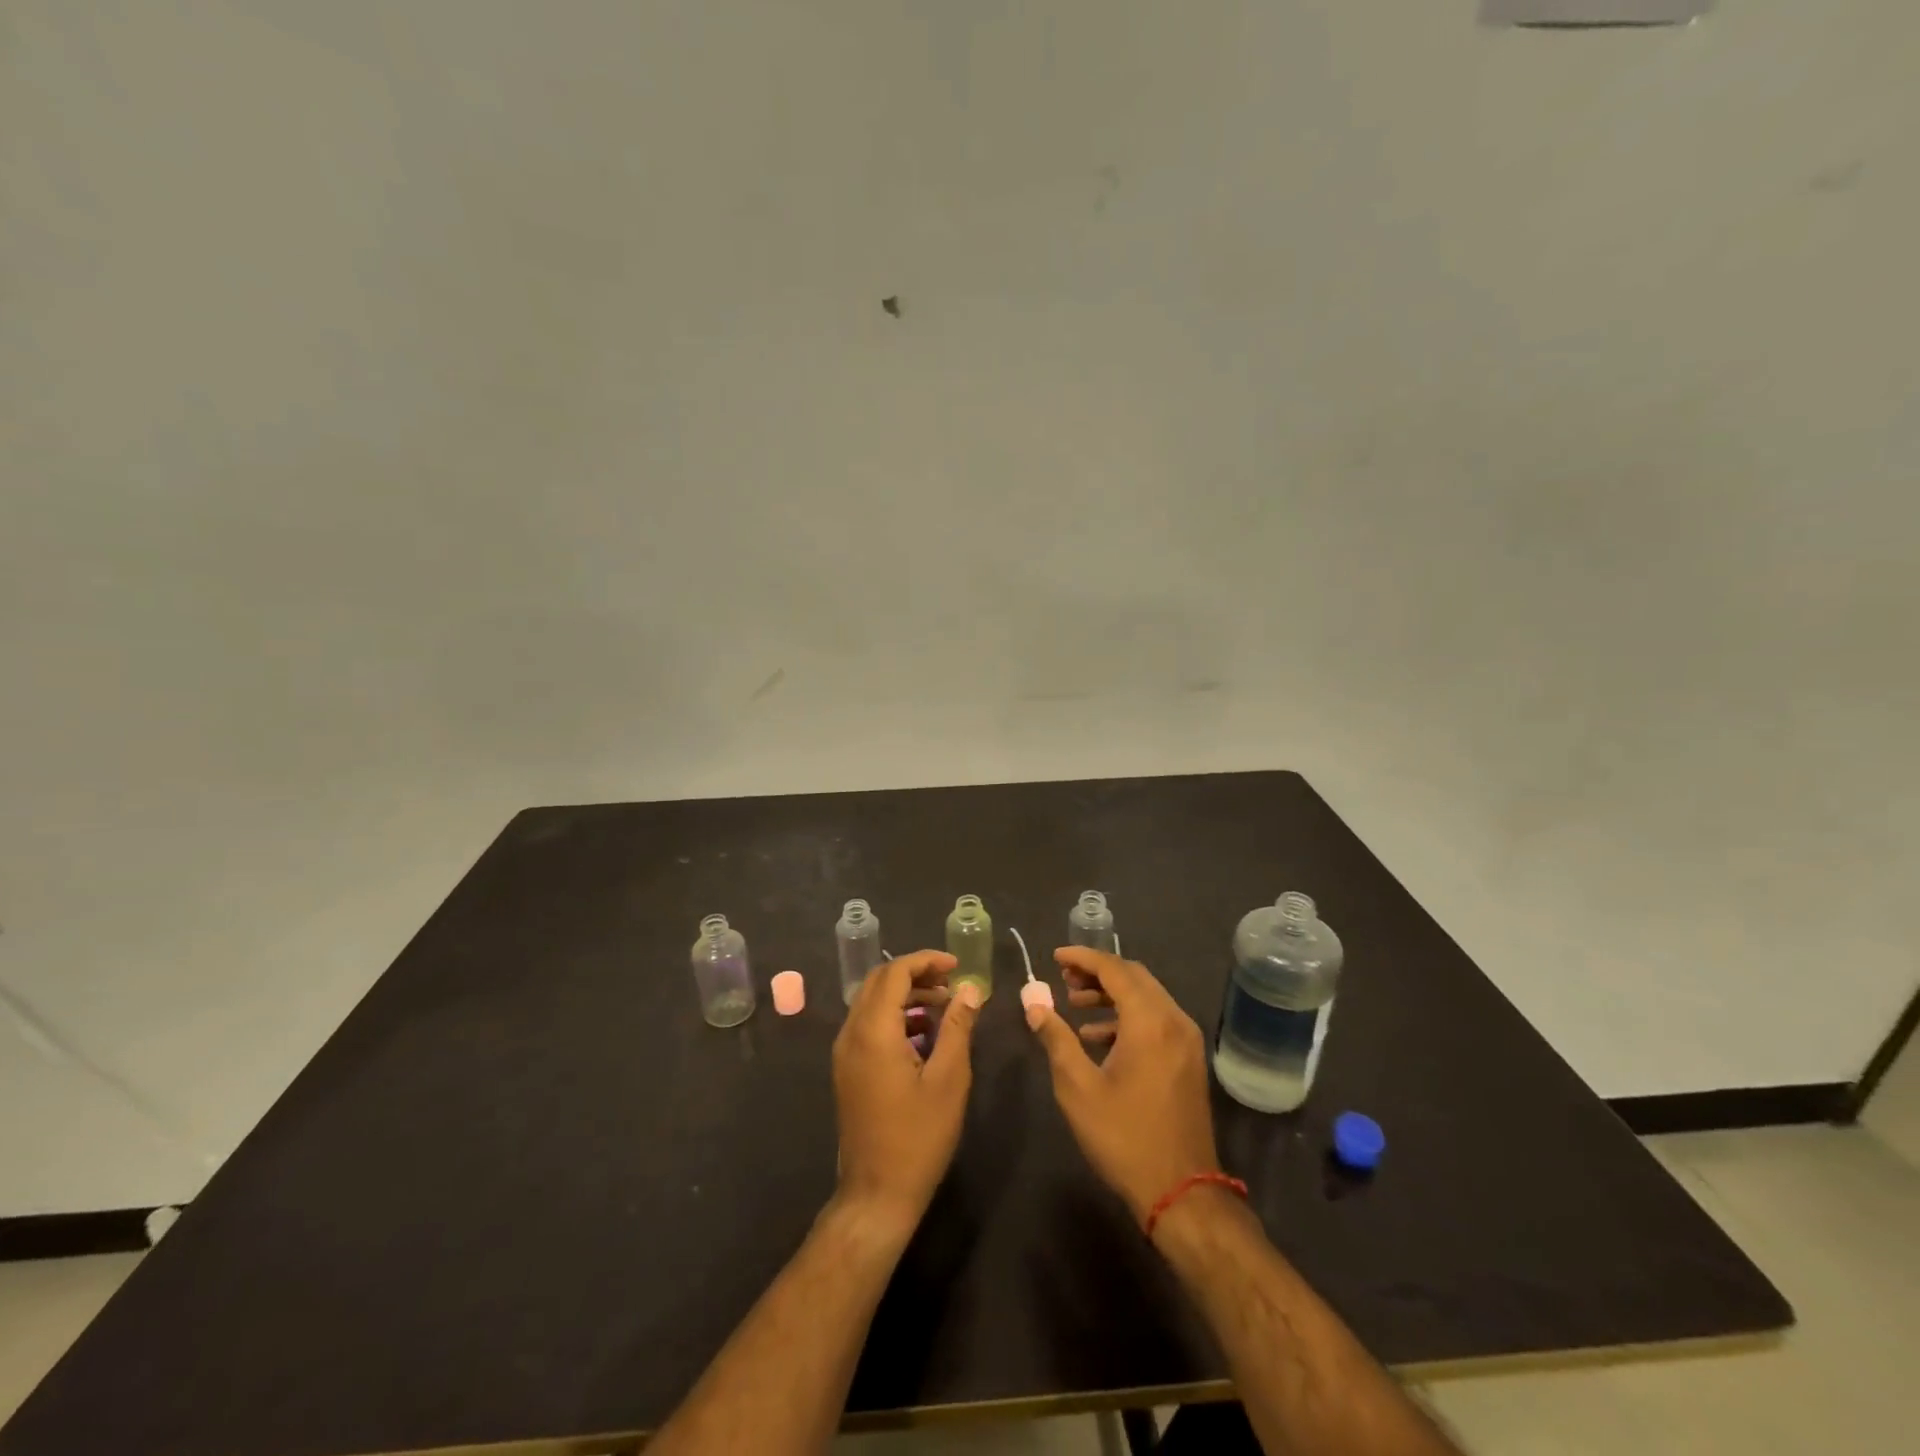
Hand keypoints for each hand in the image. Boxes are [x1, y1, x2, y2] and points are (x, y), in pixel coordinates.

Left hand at [832, 950, 981, 1235]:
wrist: (876, 1195)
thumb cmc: (918, 1137)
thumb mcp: (948, 1079)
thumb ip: (958, 1027)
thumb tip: (970, 989)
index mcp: (873, 1031)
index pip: (894, 973)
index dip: (926, 961)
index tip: (957, 966)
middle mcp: (851, 1034)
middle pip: (879, 982)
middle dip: (916, 974)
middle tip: (952, 983)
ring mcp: (845, 1053)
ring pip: (872, 1003)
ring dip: (907, 996)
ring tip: (945, 1007)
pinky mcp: (847, 1070)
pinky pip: (868, 1025)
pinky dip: (896, 1017)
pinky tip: (926, 1035)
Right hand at [1026, 946, 1220, 1223]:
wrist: (1181, 1192)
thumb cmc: (1124, 1137)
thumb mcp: (1078, 1087)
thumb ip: (1055, 1038)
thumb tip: (1033, 1003)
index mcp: (1149, 1021)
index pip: (1115, 969)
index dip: (1083, 957)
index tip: (1055, 957)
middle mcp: (1174, 1020)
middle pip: (1134, 977)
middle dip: (1097, 972)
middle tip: (1063, 979)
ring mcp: (1186, 1040)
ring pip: (1146, 997)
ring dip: (1111, 994)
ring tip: (1074, 1003)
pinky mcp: (1188, 1059)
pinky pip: (1156, 1020)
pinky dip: (1127, 1017)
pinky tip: (1097, 1039)